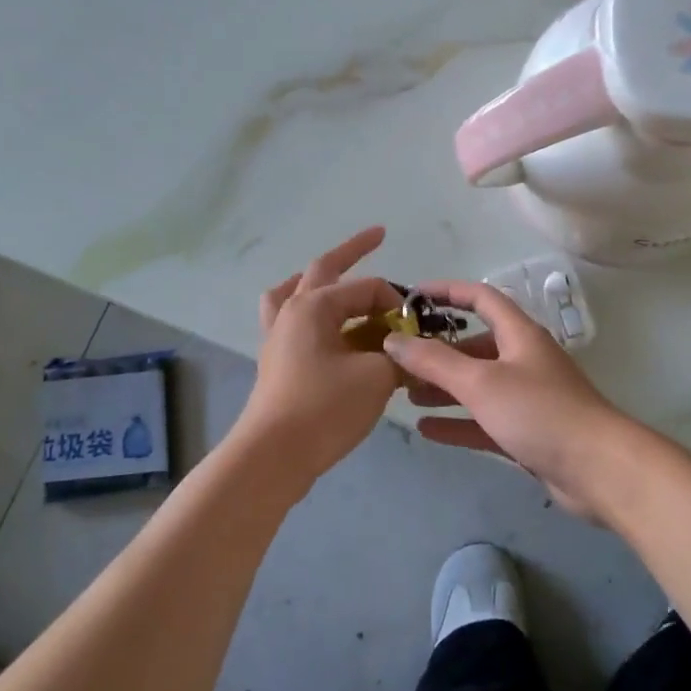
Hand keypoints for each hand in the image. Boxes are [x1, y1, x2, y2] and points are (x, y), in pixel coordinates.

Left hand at [234, 227, 404, 489]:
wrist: (274, 456)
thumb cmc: (324, 409)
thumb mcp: (376, 378)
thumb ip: (400, 357)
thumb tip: (412, 353)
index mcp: (314, 305)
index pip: (367, 288)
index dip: (397, 302)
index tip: (417, 329)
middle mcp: (292, 311)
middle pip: (323, 269)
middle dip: (353, 250)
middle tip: (378, 234)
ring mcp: (278, 335)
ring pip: (295, 291)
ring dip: (318, 280)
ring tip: (333, 276)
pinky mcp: (276, 360)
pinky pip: (289, 320)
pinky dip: (307, 313)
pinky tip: (321, 326)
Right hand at [383, 280, 628, 520]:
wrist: (598, 469)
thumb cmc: (539, 412)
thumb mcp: (481, 382)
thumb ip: (434, 361)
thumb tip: (393, 340)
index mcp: (519, 334)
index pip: (480, 298)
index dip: (447, 292)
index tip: (412, 297)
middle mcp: (523, 359)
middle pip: (475, 345)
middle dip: (438, 350)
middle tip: (400, 360)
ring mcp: (527, 397)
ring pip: (477, 385)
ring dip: (444, 387)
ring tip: (406, 394)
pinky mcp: (528, 432)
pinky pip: (484, 420)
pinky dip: (458, 421)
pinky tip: (427, 429)